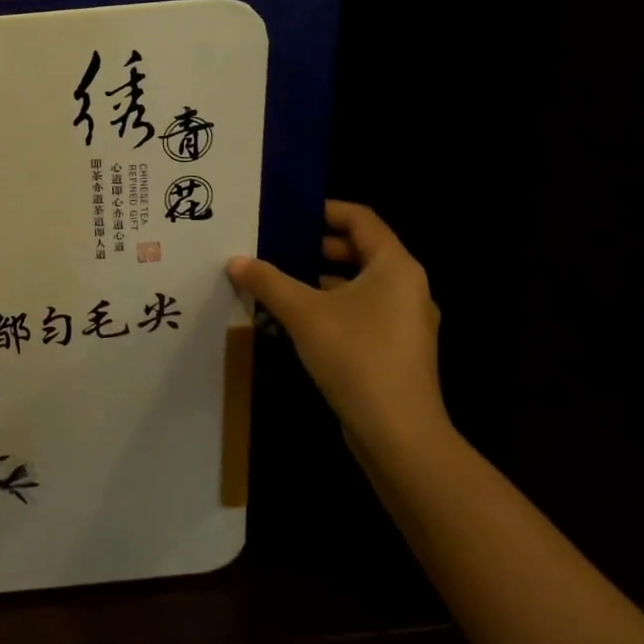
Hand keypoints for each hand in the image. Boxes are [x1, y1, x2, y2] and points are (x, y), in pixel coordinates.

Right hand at [226, 201, 443, 444]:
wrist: (399, 434)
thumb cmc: (356, 356)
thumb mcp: (303, 313)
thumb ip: (268, 281)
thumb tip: (235, 260)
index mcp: (395, 267)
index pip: (361, 219)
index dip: (326, 210)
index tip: (289, 213)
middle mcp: (408, 287)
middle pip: (362, 250)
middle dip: (318, 245)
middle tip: (277, 245)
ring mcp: (406, 321)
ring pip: (361, 284)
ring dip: (322, 278)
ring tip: (280, 281)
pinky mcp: (398, 350)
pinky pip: (363, 311)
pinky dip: (333, 305)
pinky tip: (299, 319)